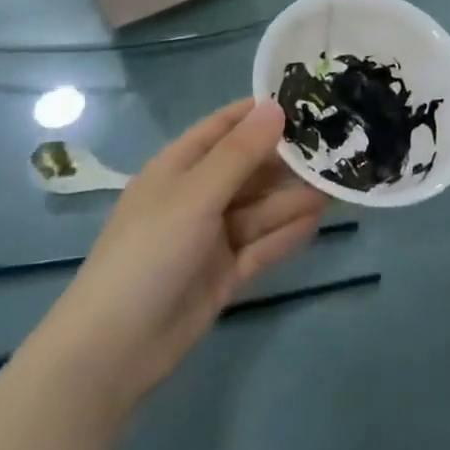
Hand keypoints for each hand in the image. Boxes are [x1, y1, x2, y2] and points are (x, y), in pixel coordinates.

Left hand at [52, 100, 325, 400]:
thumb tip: (276, 107)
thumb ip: (240, 153)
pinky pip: (261, 245)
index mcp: (179, 167)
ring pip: (260, 208)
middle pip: (249, 169)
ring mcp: (210, 237)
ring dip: (293, 198)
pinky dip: (286, 234)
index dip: (261, 113)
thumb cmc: (149, 252)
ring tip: (336, 187)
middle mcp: (197, 196)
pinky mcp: (223, 273)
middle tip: (336, 149)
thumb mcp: (196, 194)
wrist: (113, 349)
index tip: (308, 100)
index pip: (225, 127)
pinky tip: (316, 221)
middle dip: (288, 161)